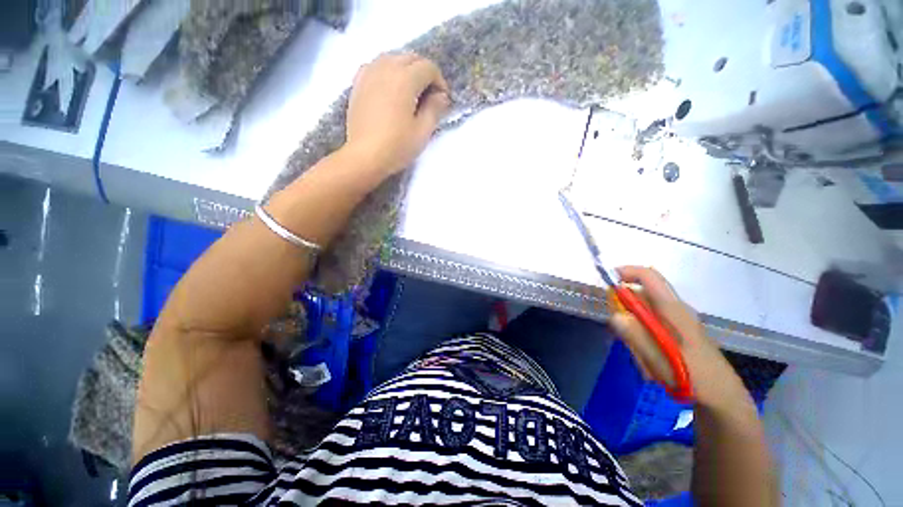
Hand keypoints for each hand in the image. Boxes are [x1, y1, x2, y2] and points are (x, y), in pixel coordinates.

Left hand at [345, 52, 450, 176]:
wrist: (365, 156)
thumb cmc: (397, 146)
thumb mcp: (423, 131)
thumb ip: (435, 109)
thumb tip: (441, 96)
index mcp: (405, 78)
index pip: (428, 68)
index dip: (440, 82)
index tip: (442, 101)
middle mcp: (386, 67)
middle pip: (411, 58)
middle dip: (424, 73)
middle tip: (429, 96)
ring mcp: (369, 73)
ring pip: (393, 59)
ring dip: (406, 70)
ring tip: (410, 92)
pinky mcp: (358, 83)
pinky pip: (376, 66)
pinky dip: (387, 72)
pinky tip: (389, 89)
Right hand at [609, 266, 749, 408]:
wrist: (723, 396)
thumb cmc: (693, 377)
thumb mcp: (660, 360)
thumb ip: (636, 337)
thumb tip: (615, 316)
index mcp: (673, 309)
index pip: (648, 276)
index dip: (626, 272)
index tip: (607, 280)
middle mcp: (675, 309)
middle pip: (640, 296)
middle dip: (625, 312)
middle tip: (622, 337)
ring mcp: (677, 320)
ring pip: (643, 313)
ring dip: (634, 331)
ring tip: (642, 358)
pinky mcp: (677, 331)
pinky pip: (650, 326)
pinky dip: (643, 338)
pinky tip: (649, 360)